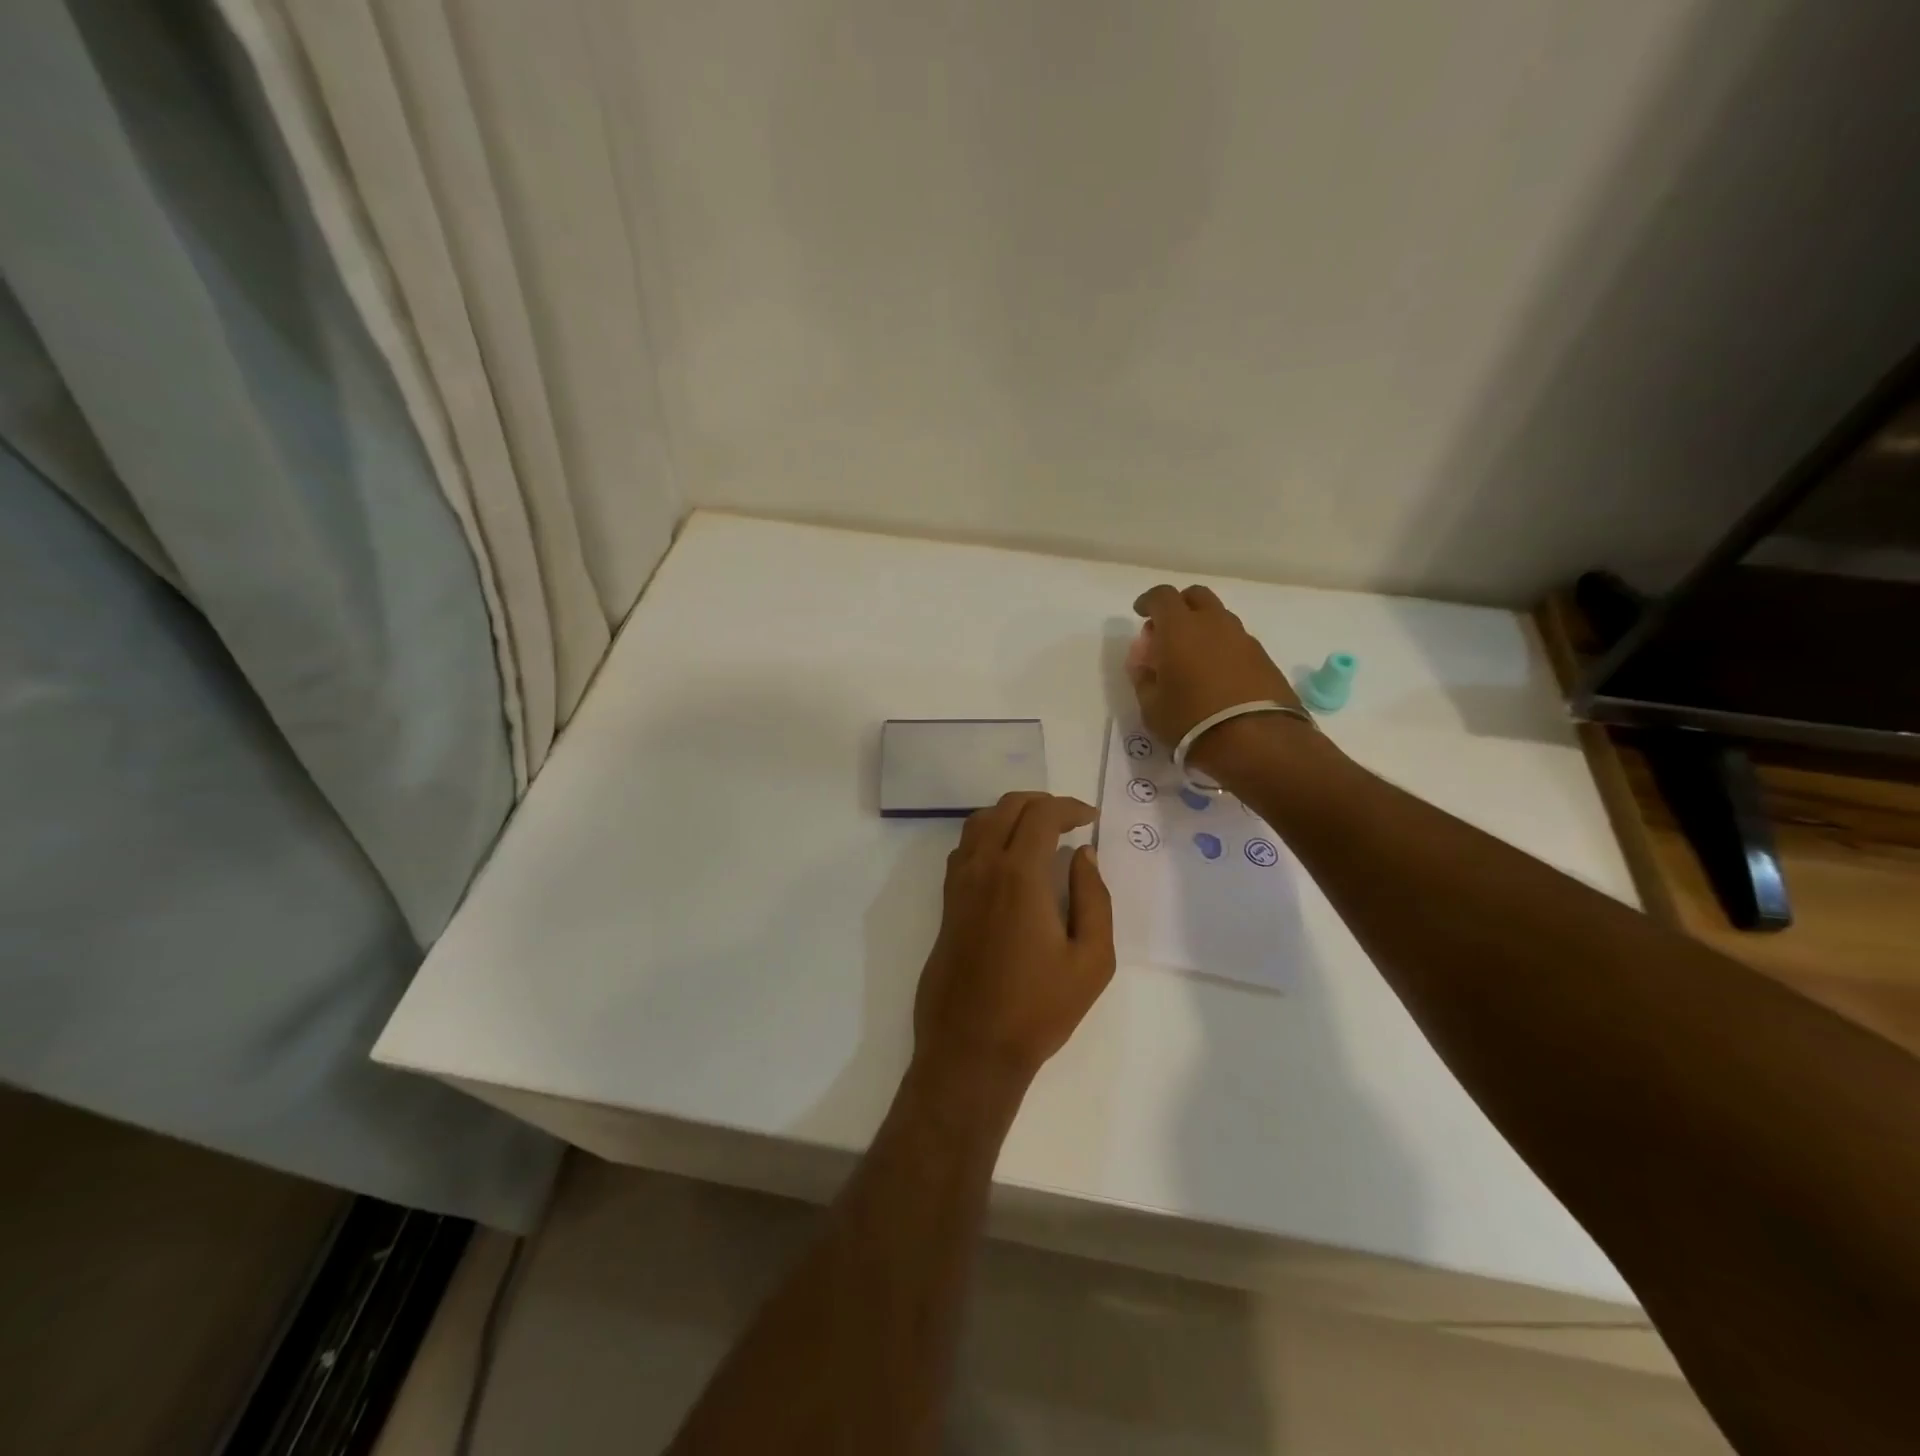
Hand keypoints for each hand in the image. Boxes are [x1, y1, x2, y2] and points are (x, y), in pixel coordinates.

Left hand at [913, 793, 1114, 1090]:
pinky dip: (988, 835)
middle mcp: (982, 868)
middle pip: (1007, 808)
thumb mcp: (1092, 960)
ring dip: (1010, 814)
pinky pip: (964, 849)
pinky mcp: (947, 904)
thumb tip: (1084, 856)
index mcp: (1019, 875)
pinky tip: (1008, 859)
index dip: (1069, 807)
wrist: (971, 1048)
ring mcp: (958, 885)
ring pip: (979, 823)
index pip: (1041, 815)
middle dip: (1041, 803)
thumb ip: (1093, 899)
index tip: (1091, 818)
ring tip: (1040, 830)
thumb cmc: (1038, 1008)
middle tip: (1070, 819)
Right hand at [1129, 584, 1299, 755]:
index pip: (1161, 596)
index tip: (1140, 613)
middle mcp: (1213, 623)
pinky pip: (1235, 640)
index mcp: (1179, 628)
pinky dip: (1221, 647)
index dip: (1148, 601)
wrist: (1257, 740)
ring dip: (1202, 627)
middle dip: (1179, 606)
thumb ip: (1144, 678)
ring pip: (1219, 617)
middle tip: (1167, 631)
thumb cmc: (1191, 721)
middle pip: (1196, 596)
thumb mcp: (1151, 707)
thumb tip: (1145, 664)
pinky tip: (1215, 673)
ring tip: (1192, 657)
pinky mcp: (1263, 657)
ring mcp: (1242, 638)